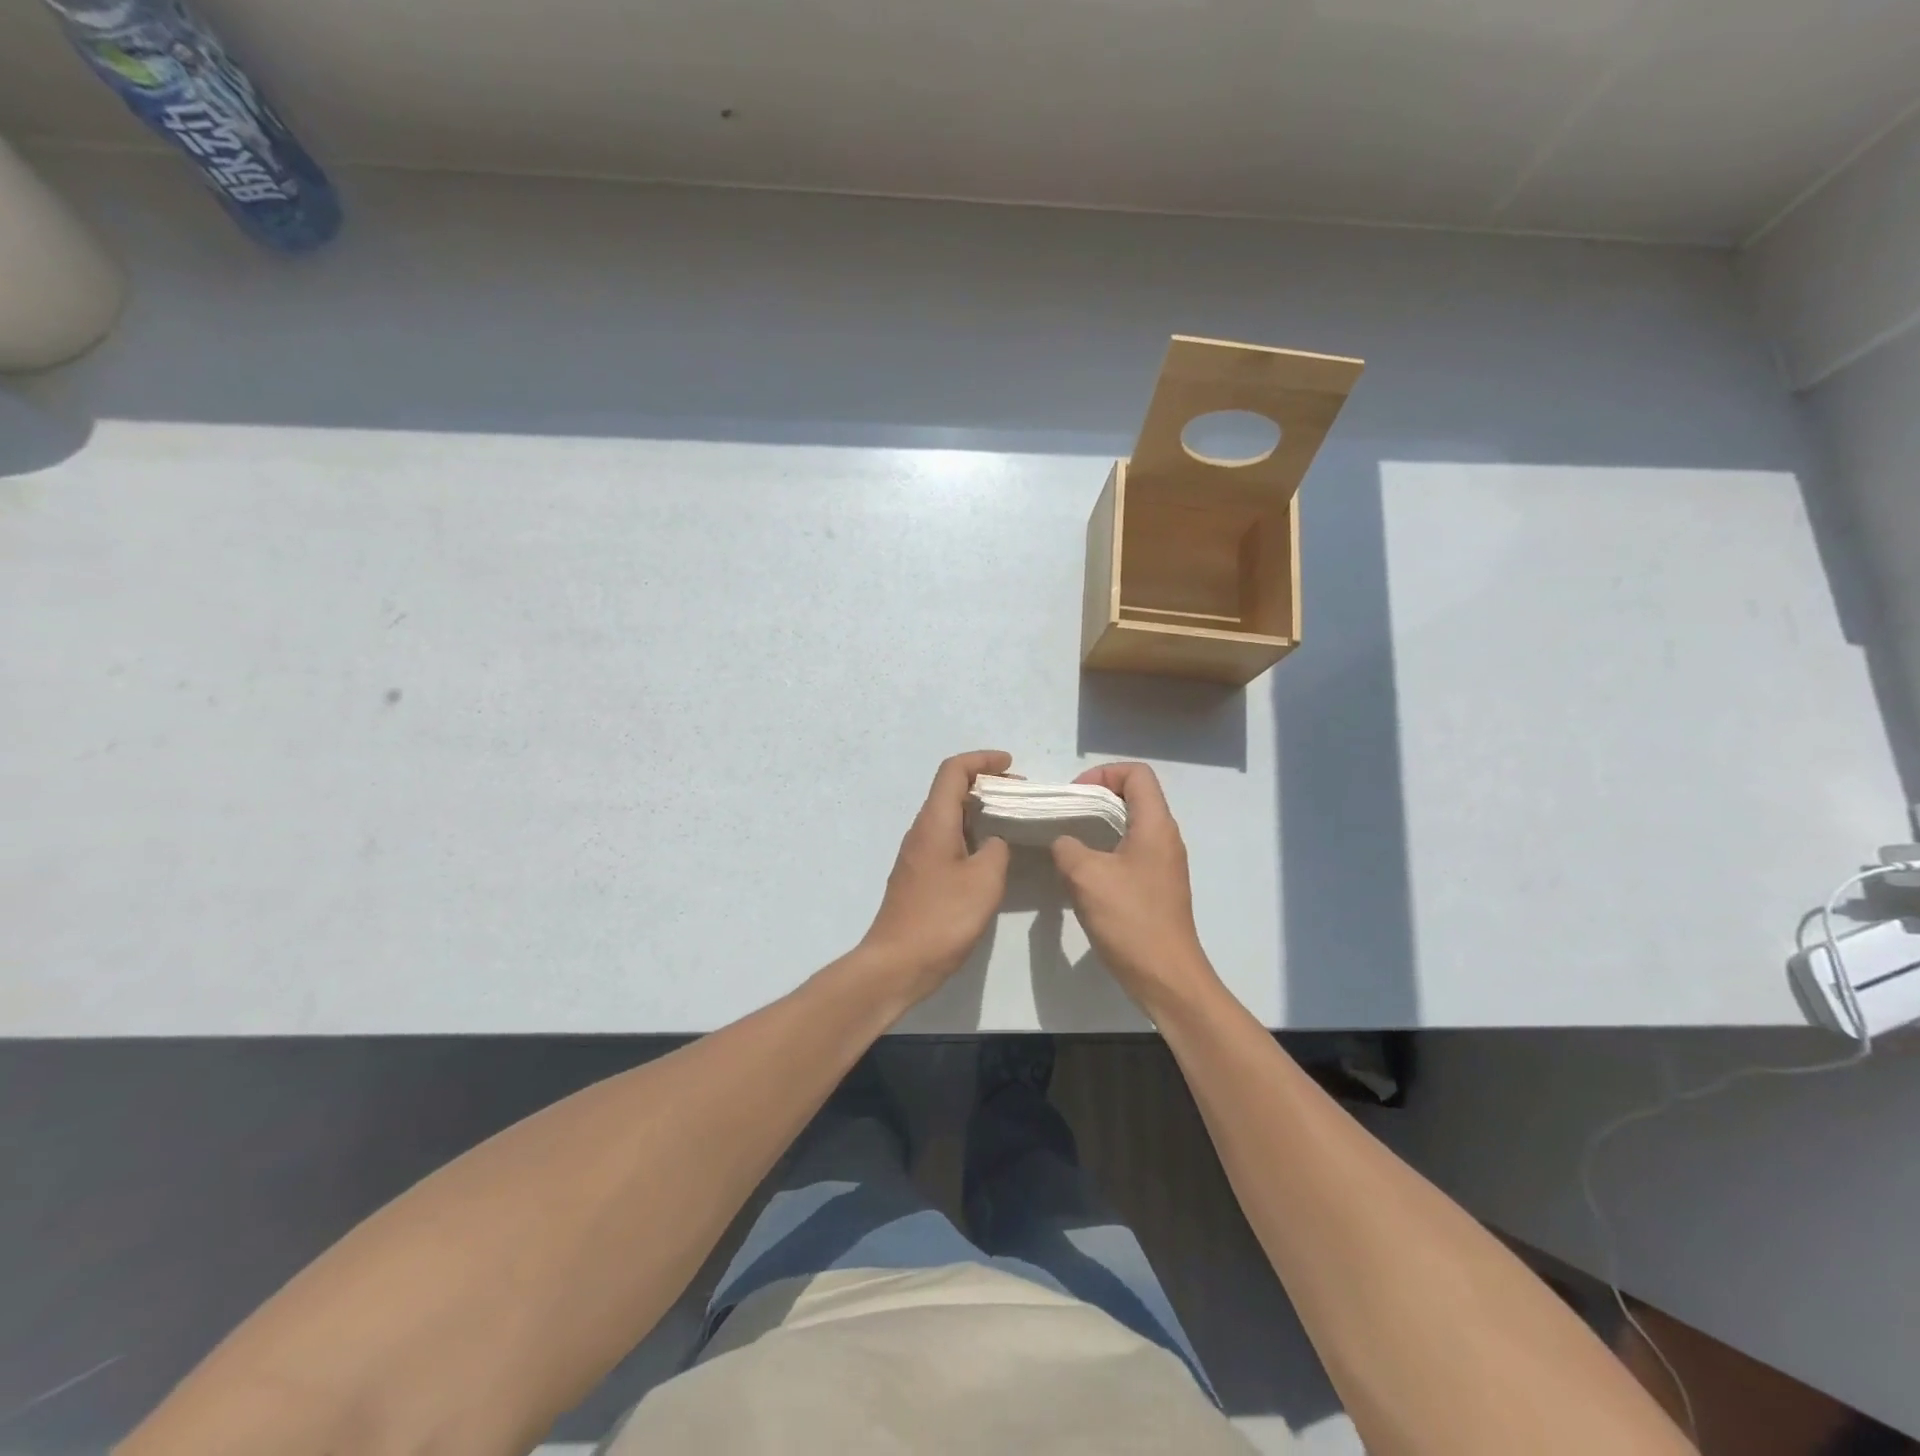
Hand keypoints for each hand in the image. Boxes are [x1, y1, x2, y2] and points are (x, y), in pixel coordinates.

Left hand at [857, 750, 1012, 1006]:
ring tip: (1011, 822)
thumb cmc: (942, 918)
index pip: (953, 771)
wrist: (897, 964)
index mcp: (934, 822)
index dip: (982, 760)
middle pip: (950, 790)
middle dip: (985, 784)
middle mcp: (921, 831)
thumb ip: (997, 850)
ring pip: (948, 816)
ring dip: (978, 811)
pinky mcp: (918, 876)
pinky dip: (970, 834)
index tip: (1011, 765)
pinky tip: (989, 855)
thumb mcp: (984, 881)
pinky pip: (946, 839)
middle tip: (1019, 796)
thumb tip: (994, 841)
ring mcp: (917, 854)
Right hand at [1051, 762, 1219, 1016]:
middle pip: (1134, 796)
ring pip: (1130, 825)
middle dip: (1096, 798)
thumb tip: (1064, 841)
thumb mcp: (1086, 876)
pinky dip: (1105, 849)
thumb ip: (1068, 847)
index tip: (1075, 796)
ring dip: (1098, 825)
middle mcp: (1165, 838)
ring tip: (1068, 841)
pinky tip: (1083, 872)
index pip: (1137, 774)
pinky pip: (1130, 851)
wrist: (1165, 976)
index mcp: (1155, 826)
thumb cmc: (1130, 920)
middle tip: (1065, 816)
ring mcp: (1163, 863)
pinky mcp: (1157, 886)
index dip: (1103, 774)